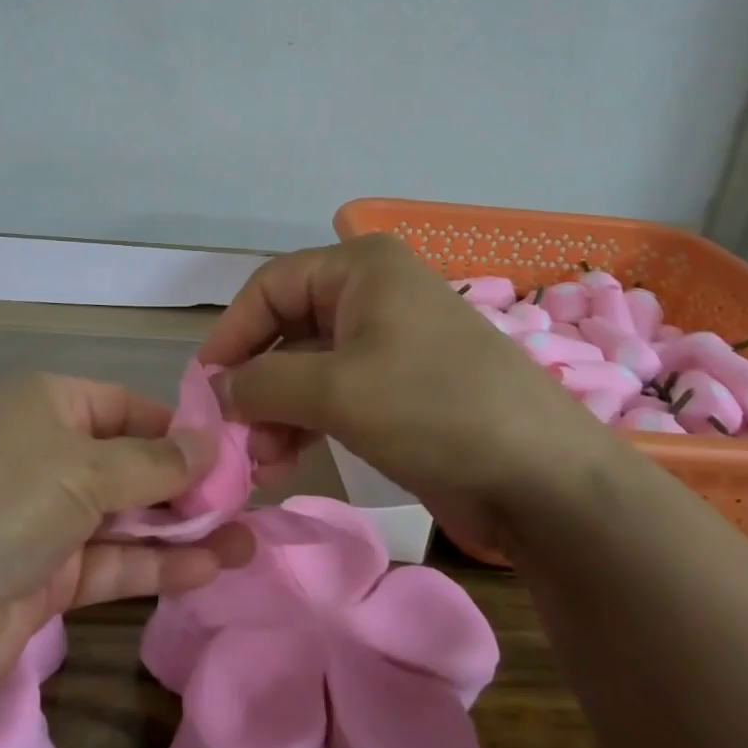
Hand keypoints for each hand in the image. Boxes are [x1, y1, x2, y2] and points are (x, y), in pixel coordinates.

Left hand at [0, 374, 252, 704]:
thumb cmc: (0, 494)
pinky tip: (213, 567)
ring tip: (249, 538)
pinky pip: (113, 565)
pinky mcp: (45, 581)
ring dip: (184, 529)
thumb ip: (154, 462)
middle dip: (187, 483)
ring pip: (127, 518)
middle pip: (131, 464)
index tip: (229, 449)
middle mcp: (47, 456)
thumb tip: (211, 444)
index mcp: (50, 406)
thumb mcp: (84, 465)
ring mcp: (45, 521)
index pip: (126, 407)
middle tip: (249, 499)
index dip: (177, 427)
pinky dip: (158, 566)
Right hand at [199, 234, 614, 539]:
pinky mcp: (399, 386)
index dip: (232, 333)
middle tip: (230, 431)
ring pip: (308, 365)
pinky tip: (282, 459)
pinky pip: (335, 393)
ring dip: (276, 408)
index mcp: (360, 268)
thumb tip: (217, 390)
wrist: (544, 479)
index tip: (204, 385)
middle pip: (287, 327)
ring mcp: (388, 341)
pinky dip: (305, 421)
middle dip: (255, 380)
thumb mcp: (336, 390)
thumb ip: (262, 383)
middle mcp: (372, 294)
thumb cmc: (433, 409)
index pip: (271, 286)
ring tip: (257, 458)